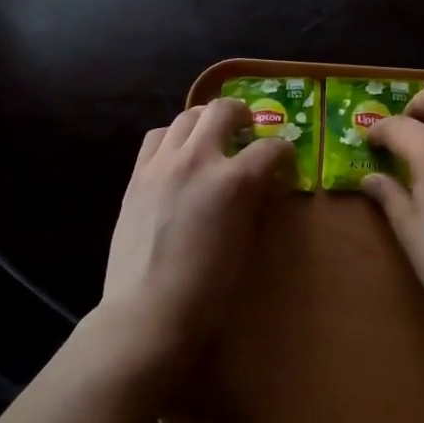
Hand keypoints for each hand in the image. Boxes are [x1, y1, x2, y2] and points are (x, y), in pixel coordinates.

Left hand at [99, 99, 291, 372]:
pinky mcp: (138, 175)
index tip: (285, 159)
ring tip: (212, 137)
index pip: (271, 148)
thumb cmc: (209, 290)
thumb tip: (262, 184)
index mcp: (235, 181)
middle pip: (224, 110)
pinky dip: (173, 137)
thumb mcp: (247, 243)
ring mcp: (163, 163)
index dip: (284, 152)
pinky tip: (178, 154)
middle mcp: (199, 159)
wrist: (148, 313)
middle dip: (243, 114)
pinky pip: (156, 137)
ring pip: (187, 116)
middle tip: (247, 130)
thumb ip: (254, 202)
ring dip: (206, 121)